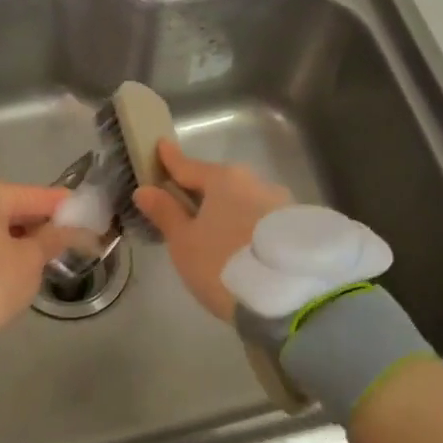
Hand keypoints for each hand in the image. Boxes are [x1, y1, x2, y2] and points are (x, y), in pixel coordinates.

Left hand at [0, 178, 70, 335]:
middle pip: (15, 207)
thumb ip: (54, 238)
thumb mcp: (29, 260)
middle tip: (73, 237)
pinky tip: (22, 260)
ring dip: (22, 236)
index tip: (90, 214)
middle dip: (42, 223)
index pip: (37, 195)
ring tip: (51, 252)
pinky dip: (3, 246)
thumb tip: (74, 228)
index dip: (66, 207)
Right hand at [132, 140, 289, 321]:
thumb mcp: (185, 243)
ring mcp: (281, 202)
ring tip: (214, 231)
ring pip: (243, 200)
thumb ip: (165, 213)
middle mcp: (254, 181)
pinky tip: (242, 243)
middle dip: (201, 190)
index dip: (171, 160)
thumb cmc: (223, 264)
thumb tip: (145, 189)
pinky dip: (247, 225)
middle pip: (219, 183)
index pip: (188, 166)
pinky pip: (261, 218)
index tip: (161, 146)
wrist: (289, 296)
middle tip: (183, 203)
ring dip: (227, 210)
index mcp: (223, 179)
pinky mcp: (297, 225)